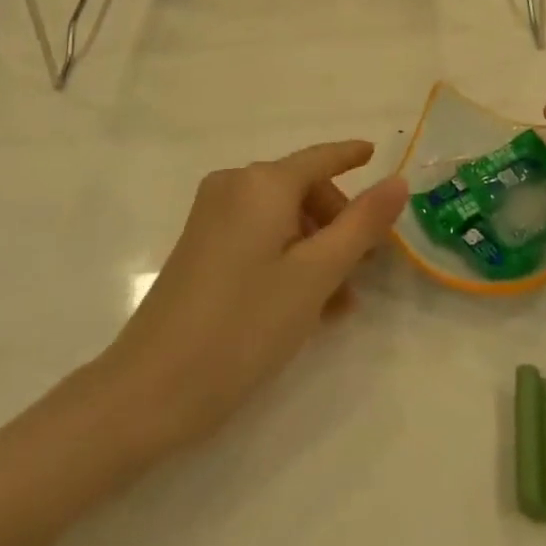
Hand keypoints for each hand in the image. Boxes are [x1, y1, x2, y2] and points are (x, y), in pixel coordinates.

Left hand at [95, 141, 406, 456]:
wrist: (147, 393)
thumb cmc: (242, 327)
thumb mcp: (315, 276)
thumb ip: (361, 225)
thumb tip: (398, 181)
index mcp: (262, 183)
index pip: (320, 158)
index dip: (351, 155)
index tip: (376, 152)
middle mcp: (234, 186)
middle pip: (303, 189)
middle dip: (338, 223)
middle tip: (364, 270)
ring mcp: (212, 217)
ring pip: (283, 218)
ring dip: (316, 249)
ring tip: (339, 302)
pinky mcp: (200, 247)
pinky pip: (259, 236)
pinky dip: (288, 258)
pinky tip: (307, 305)